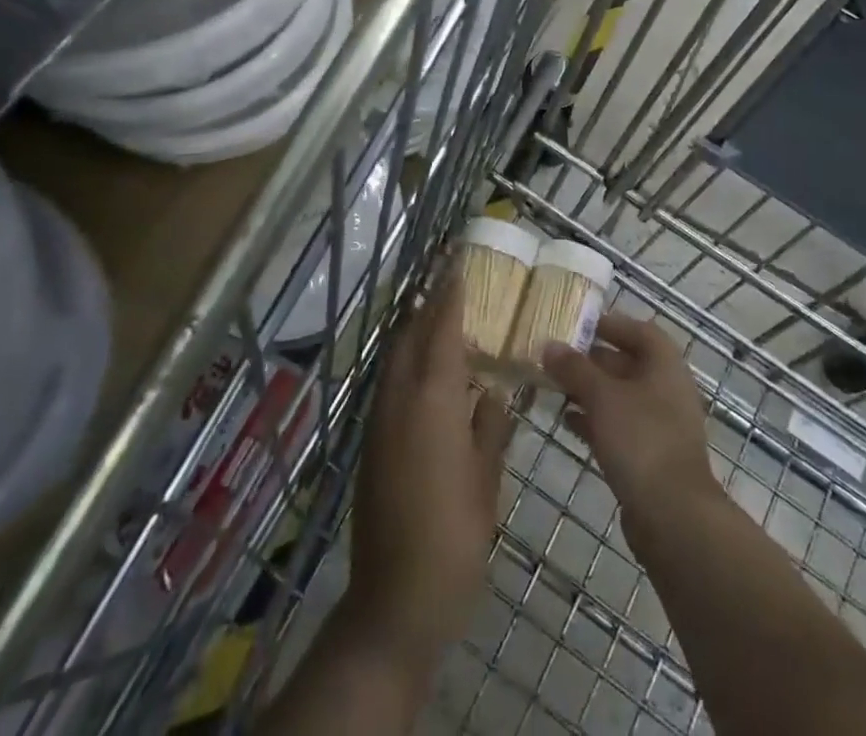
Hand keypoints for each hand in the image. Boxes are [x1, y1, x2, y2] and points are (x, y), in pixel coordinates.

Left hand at [347, 270, 512, 672]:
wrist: (395, 601)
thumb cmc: (454, 537)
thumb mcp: (486, 481)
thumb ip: (490, 428)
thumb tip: (495, 394)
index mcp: (433, 402)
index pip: (441, 331)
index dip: (450, 296)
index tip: (457, 264)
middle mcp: (400, 401)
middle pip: (409, 336)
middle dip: (426, 304)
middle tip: (447, 279)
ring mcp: (379, 423)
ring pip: (394, 359)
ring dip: (413, 331)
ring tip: (437, 314)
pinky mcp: (371, 445)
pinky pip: (389, 384)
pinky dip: (406, 362)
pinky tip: (426, 372)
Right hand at [542, 313, 718, 524]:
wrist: (673, 517)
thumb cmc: (641, 440)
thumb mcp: (602, 397)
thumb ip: (575, 369)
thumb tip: (549, 345)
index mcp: (665, 365)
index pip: (639, 330)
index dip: (610, 324)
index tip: (578, 324)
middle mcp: (667, 390)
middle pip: (628, 363)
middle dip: (592, 359)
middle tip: (556, 357)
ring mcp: (660, 425)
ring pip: (621, 397)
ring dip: (590, 391)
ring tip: (554, 387)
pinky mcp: (650, 457)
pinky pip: (619, 427)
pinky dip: (595, 420)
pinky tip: (567, 422)